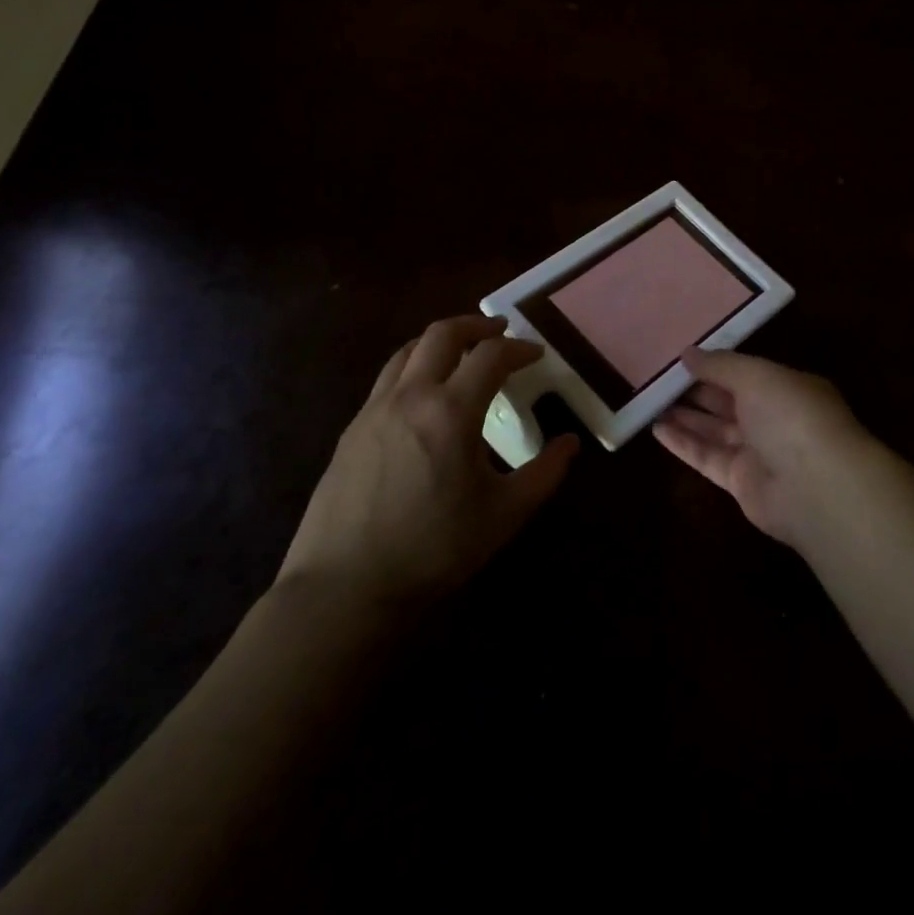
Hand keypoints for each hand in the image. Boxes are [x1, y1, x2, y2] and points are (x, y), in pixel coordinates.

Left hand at [276, 315, 577, 620]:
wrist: (343, 589)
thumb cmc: (433, 550)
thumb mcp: (504, 515)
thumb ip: (544, 473)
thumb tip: (570, 443)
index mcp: (450, 411)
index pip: (491, 355)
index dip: (519, 348)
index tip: (537, 355)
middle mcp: (410, 396)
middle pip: (443, 334)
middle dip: (476, 325)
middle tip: (500, 332)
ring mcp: (374, 410)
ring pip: (408, 350)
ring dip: (441, 341)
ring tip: (462, 354)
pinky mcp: (351, 430)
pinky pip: (388, 379)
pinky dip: (414, 368)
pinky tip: (424, 398)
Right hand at [652, 348, 874, 546]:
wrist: (816, 487)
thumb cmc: (791, 416)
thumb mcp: (755, 376)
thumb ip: (720, 364)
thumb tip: (688, 353)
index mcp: (786, 387)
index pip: (746, 372)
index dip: (715, 365)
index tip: (681, 357)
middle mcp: (774, 418)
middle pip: (729, 401)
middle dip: (697, 390)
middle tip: (658, 377)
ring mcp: (758, 452)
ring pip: (715, 429)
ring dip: (685, 416)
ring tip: (650, 400)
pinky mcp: (741, 482)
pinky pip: (708, 457)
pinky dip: (684, 444)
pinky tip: (656, 430)